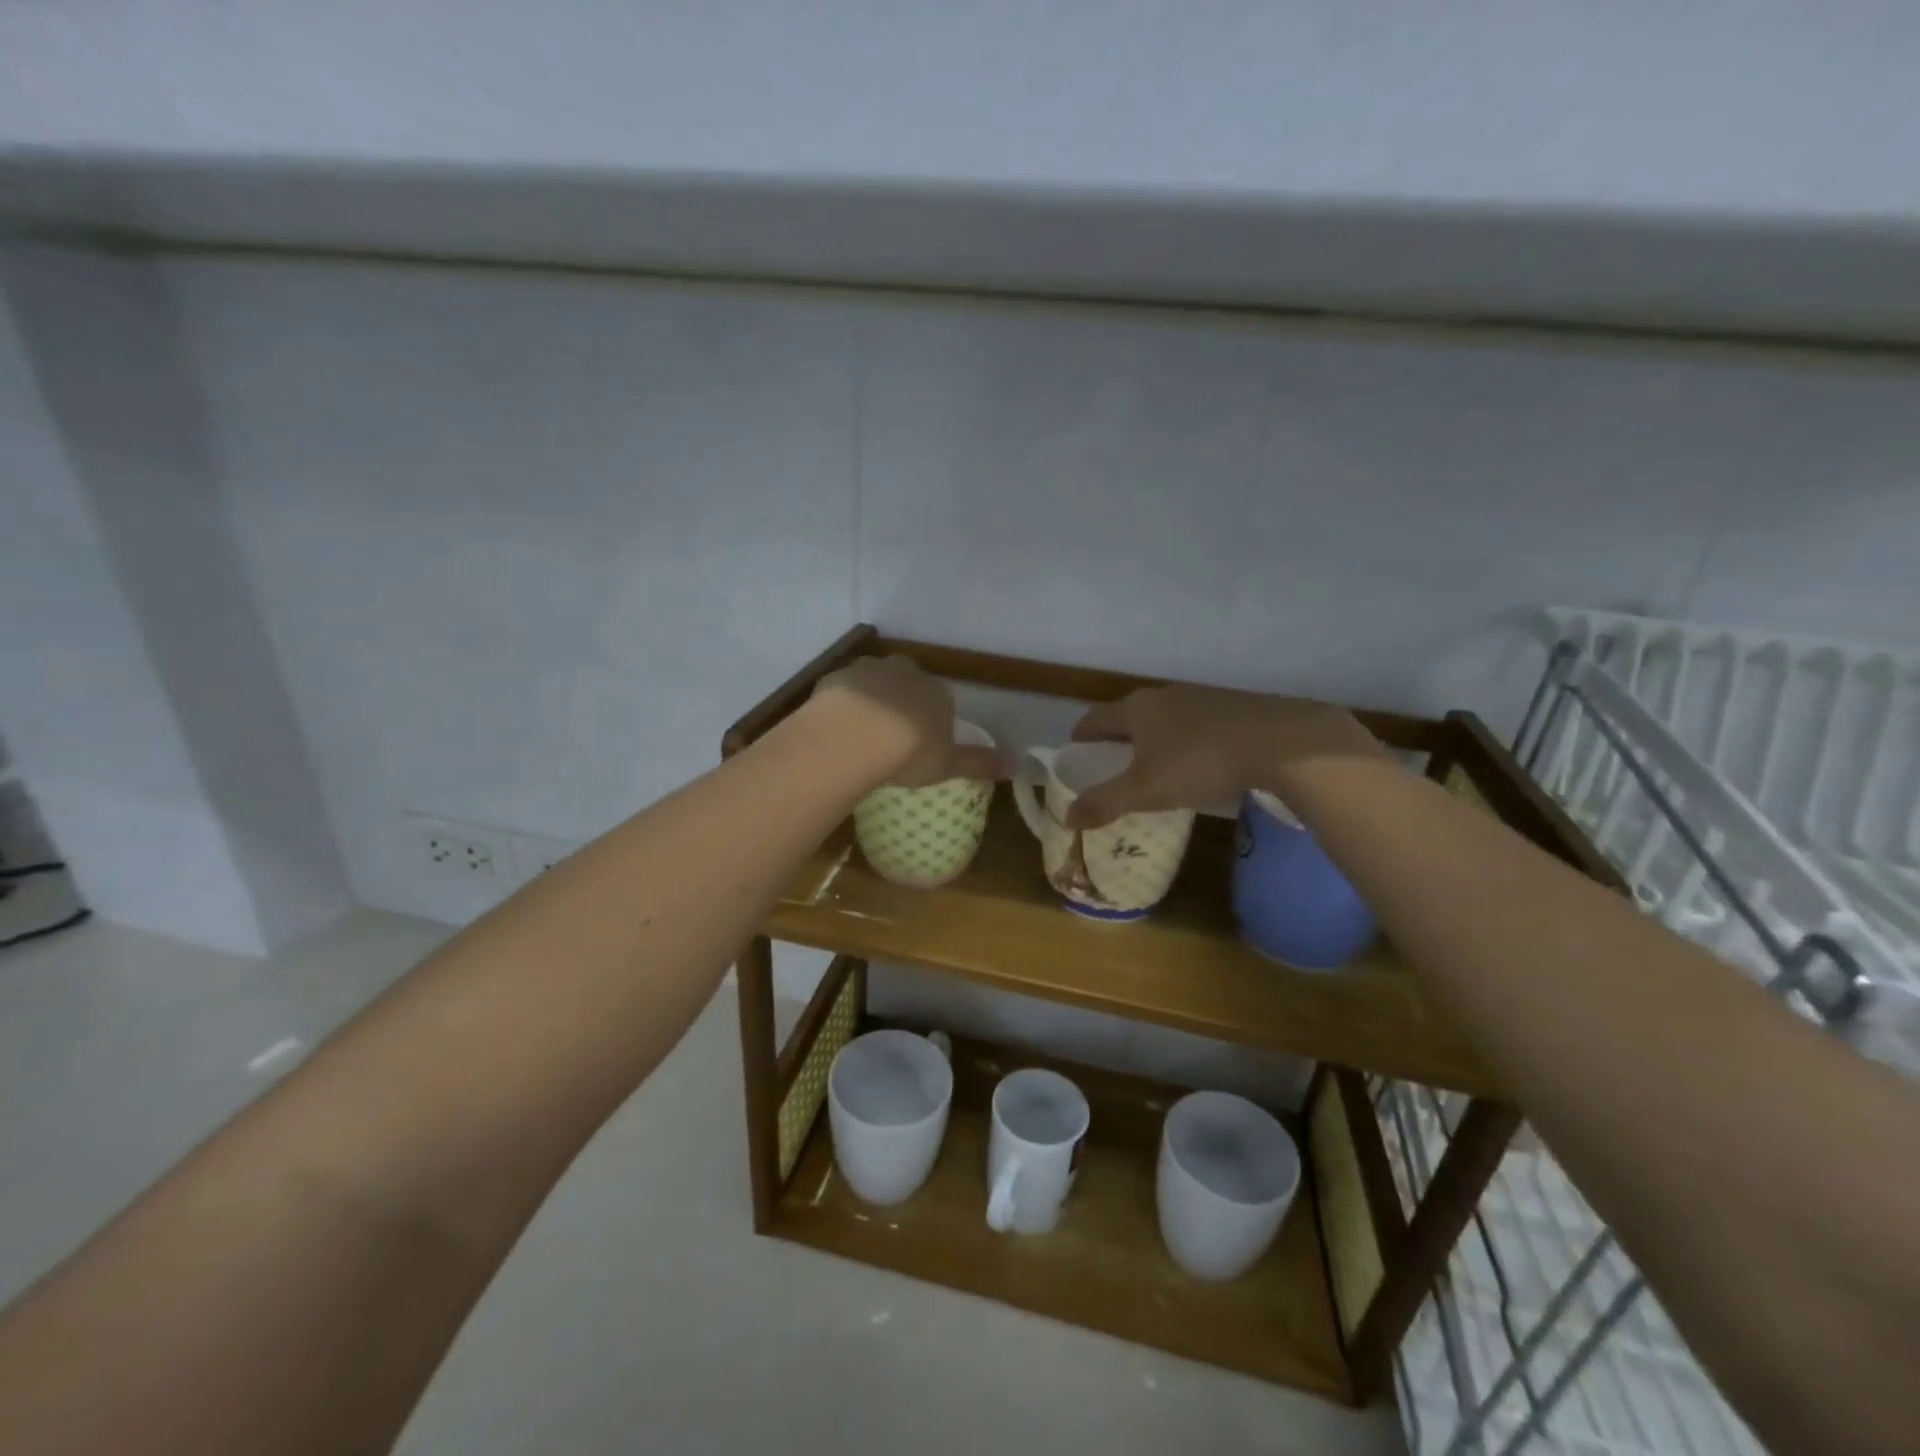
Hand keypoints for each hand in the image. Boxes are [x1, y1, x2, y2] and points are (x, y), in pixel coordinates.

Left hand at [810, 656, 1005, 787]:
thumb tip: (1017, 763)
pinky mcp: (837, 677)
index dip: (932, 720)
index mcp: (938, 693)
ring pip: (874, 681)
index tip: (922, 743)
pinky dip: (842, 705)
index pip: (942, 700)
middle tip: (892, 735)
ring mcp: (869, 671)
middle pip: (908, 683)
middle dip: (903, 702)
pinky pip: (843, 690)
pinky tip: (837, 728)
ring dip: (871, 700)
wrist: (856, 736)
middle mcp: (907, 673)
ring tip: (862, 733)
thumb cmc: (910, 752)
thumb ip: (979, 763)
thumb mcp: (949, 764)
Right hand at [1065, 685, 1384, 828]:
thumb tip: (1066, 817)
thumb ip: (1104, 803)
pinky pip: (1195, 724)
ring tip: (1155, 765)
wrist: (1280, 742)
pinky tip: (1199, 762)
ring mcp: (1202, 698)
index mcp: (1137, 708)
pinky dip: (1185, 740)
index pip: (1095, 719)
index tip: (1075, 750)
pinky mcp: (1233, 707)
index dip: (1082, 736)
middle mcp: (1165, 695)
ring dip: (1153, 738)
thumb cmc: (1199, 762)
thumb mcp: (1145, 790)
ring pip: (1165, 718)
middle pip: (1130, 716)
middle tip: (1112, 764)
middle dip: (1117, 738)